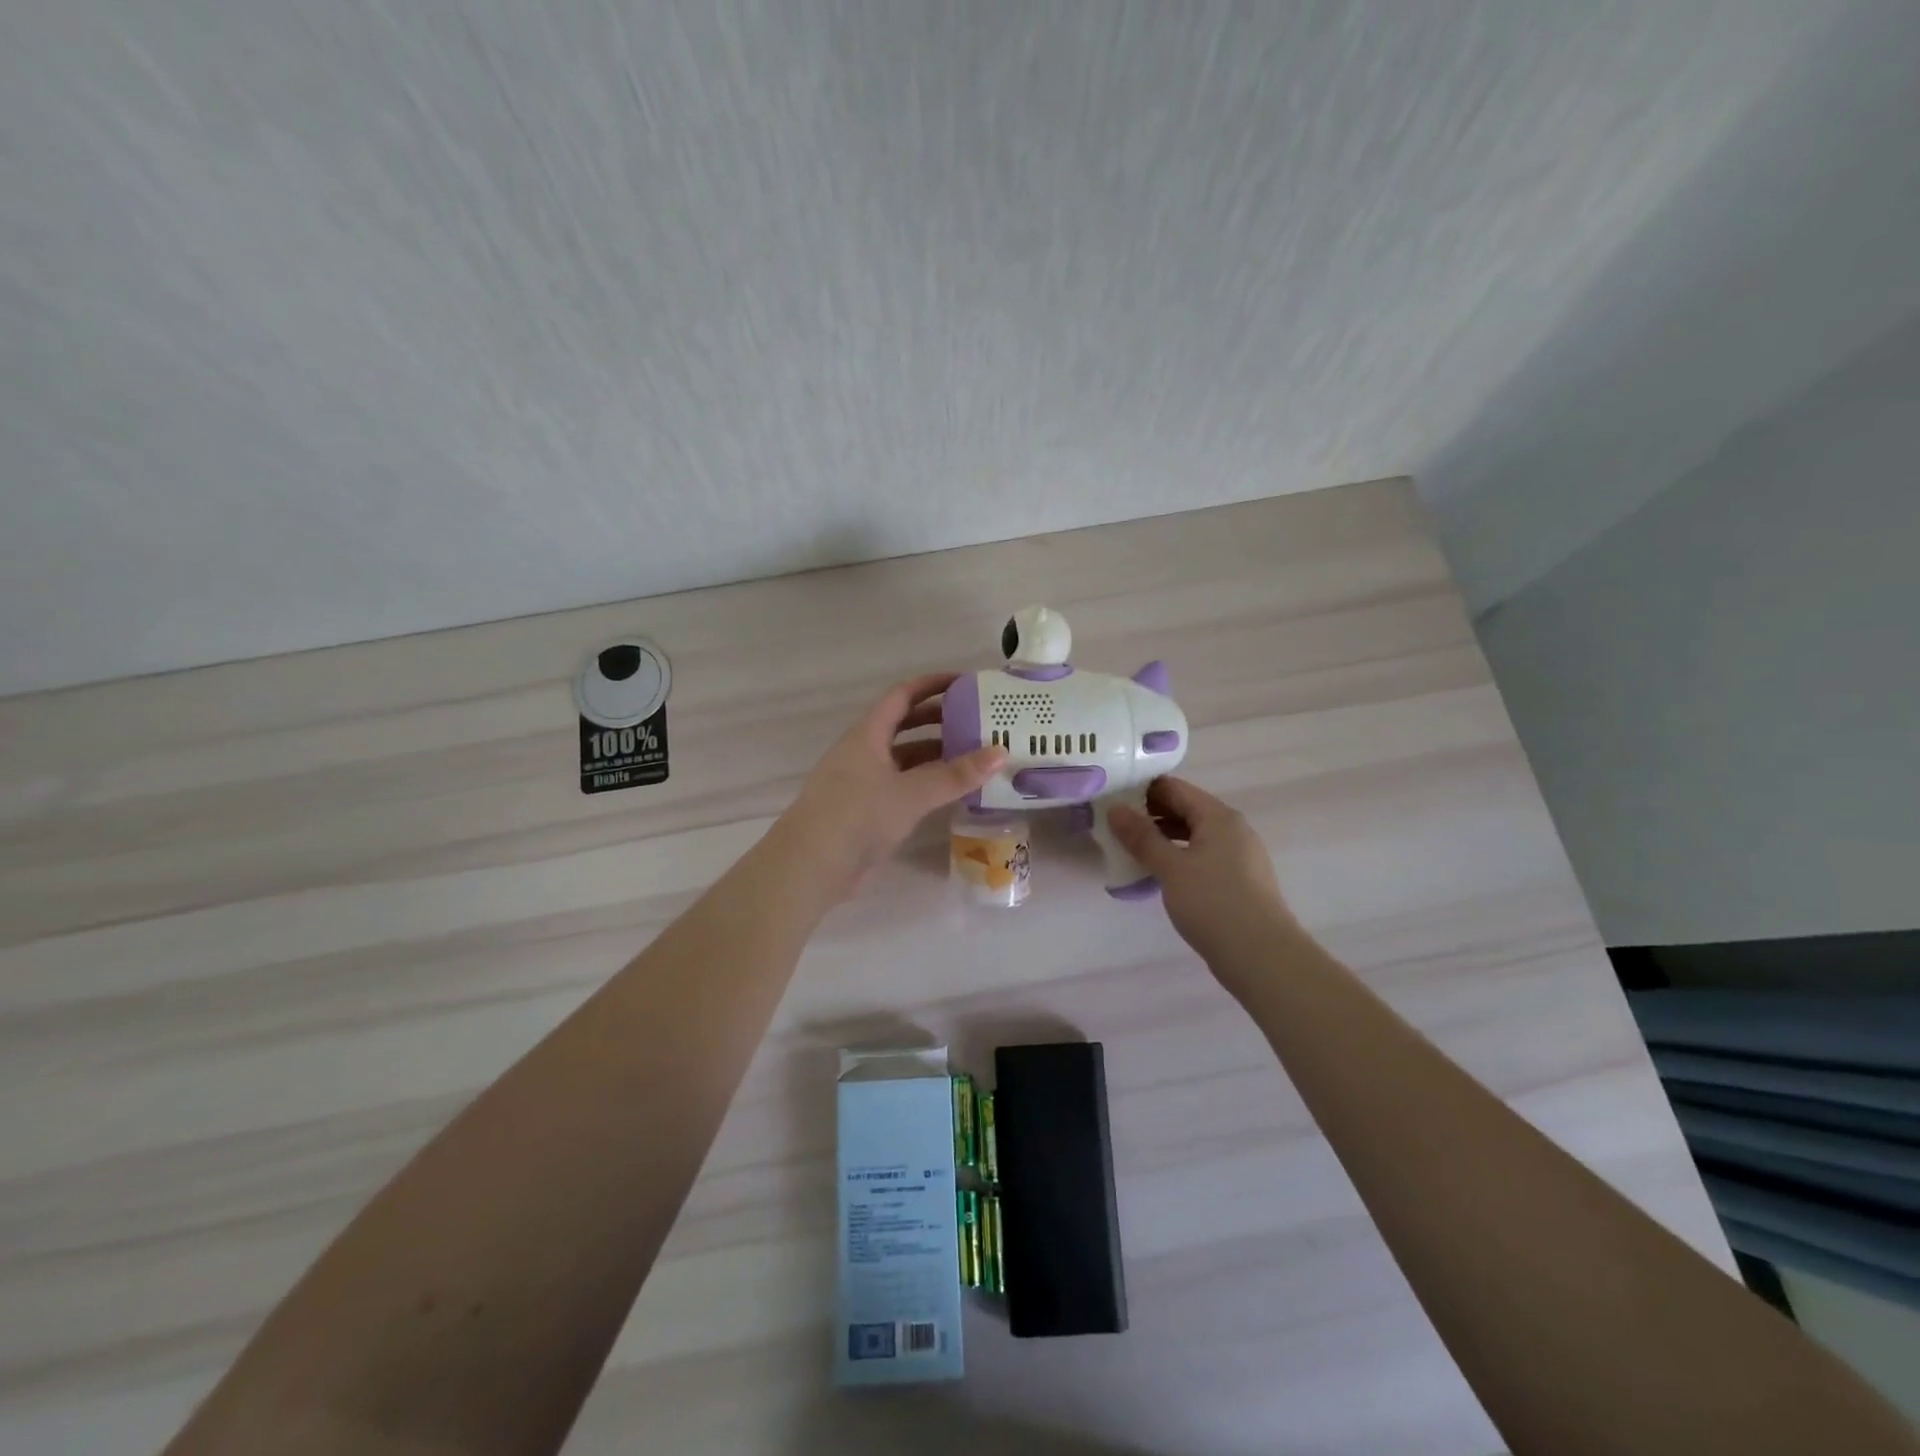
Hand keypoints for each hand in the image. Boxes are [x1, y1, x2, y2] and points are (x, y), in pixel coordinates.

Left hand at [781, 674, 1005, 899]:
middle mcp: (864, 752)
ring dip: (936, 755)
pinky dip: (927, 784)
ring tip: (974, 757)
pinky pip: (903, 785)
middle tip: (977, 721)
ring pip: (905, 759)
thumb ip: (955, 775)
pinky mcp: (866, 810)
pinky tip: (952, 792)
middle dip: (939, 720)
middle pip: (905, 725)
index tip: (966, 683)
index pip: (902, 696)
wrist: (810, 866)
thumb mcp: (910, 793)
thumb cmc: (857, 816)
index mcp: (867, 735)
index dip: (932, 685)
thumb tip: (1000, 753)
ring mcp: (863, 781)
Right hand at [1109, 777, 1301, 985]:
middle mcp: (1232, 829)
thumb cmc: (1214, 904)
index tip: (1111, 801)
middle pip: (1184, 809)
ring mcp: (1238, 856)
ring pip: (1193, 835)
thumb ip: (1141, 837)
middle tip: (1113, 828)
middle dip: (1149, 816)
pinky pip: (1202, 857)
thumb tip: (1115, 809)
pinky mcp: (1238, 881)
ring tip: (1130, 851)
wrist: (1262, 958)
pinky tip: (1158, 875)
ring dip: (1162, 839)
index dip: (1141, 791)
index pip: (1174, 788)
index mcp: (1218, 816)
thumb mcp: (1171, 868)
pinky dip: (1178, 858)